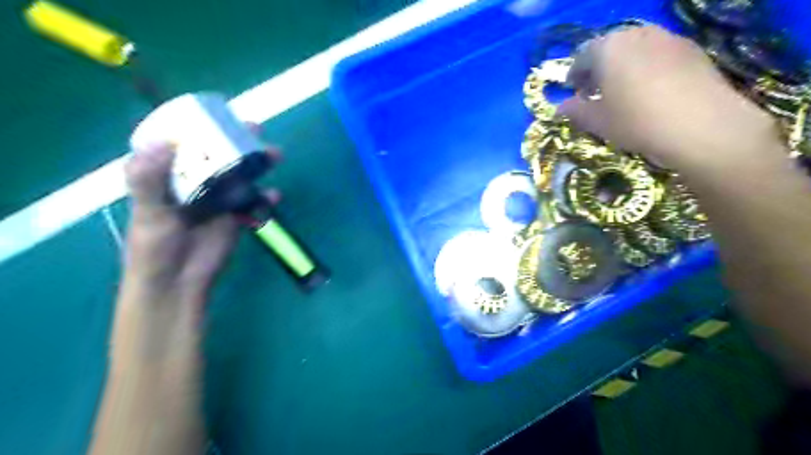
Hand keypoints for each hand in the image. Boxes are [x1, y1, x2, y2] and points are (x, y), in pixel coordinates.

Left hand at [121, 135, 280, 317]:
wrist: (178, 282)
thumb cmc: (153, 247)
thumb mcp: (147, 213)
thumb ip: (149, 179)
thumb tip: (163, 142)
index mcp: (170, 177)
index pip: (184, 145)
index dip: (199, 127)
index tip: (217, 113)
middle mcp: (196, 184)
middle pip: (219, 156)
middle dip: (237, 142)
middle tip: (255, 128)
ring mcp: (219, 201)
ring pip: (241, 176)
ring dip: (258, 165)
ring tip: (274, 155)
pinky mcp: (237, 218)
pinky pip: (254, 203)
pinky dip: (266, 199)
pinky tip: (275, 196)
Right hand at [559, 25, 777, 172]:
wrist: (702, 126)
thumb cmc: (637, 122)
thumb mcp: (598, 121)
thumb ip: (576, 111)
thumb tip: (561, 107)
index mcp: (608, 49)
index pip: (582, 56)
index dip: (574, 75)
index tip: (573, 92)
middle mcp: (637, 34)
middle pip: (609, 48)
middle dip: (598, 68)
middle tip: (595, 92)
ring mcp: (667, 38)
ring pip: (635, 49)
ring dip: (622, 67)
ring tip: (622, 92)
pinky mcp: (691, 48)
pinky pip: (658, 53)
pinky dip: (646, 67)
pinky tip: (650, 91)